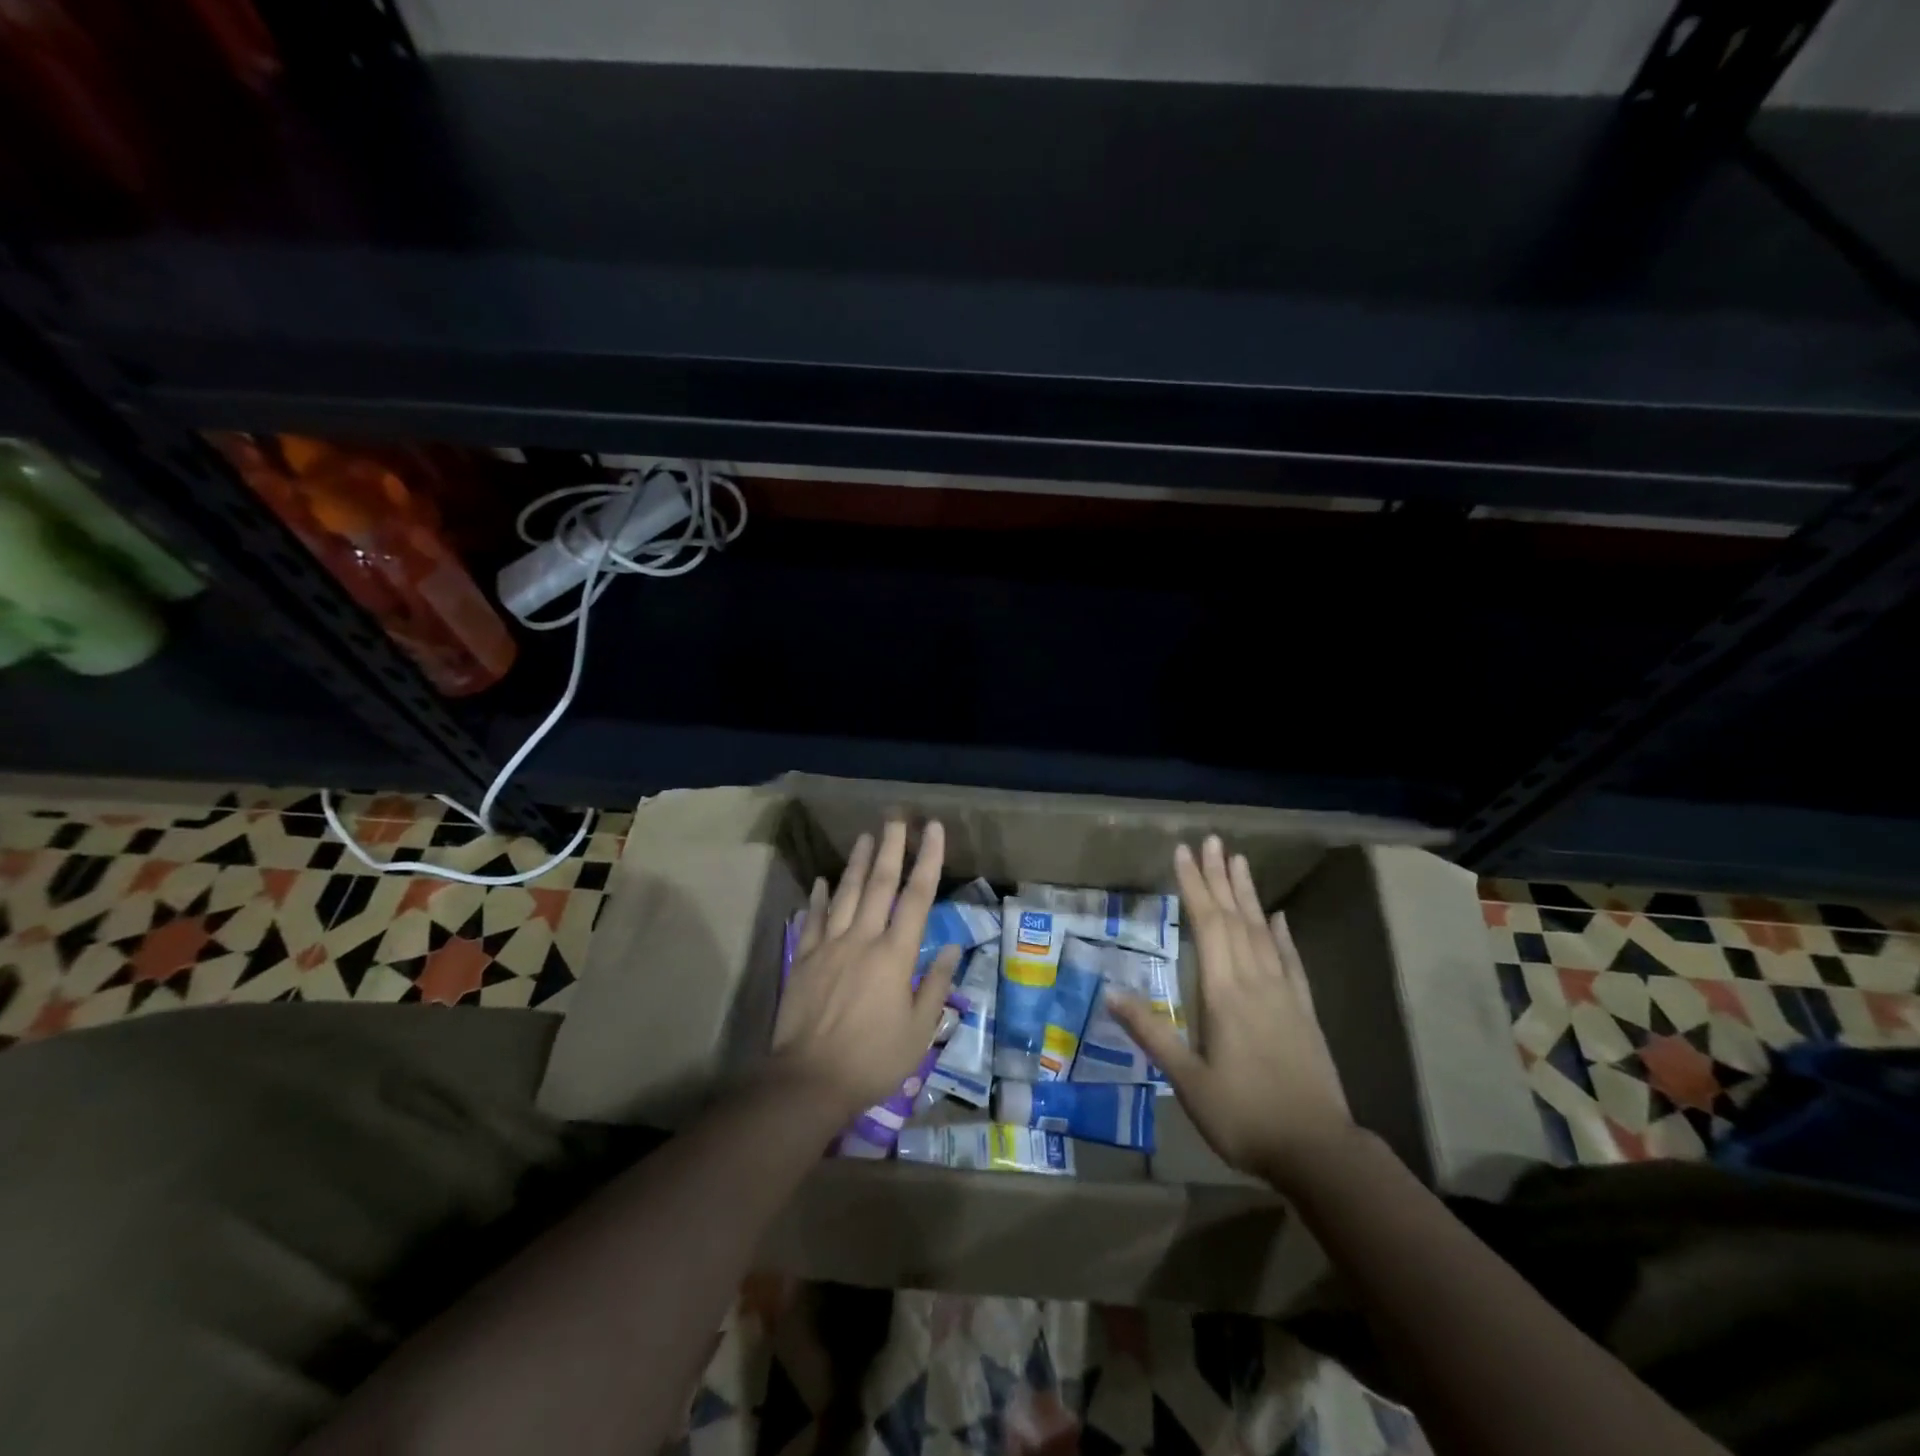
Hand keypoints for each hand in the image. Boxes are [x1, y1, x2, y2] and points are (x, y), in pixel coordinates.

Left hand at [767, 820, 960, 1120]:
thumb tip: (952, 949)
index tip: (933, 829)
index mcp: (895, 955)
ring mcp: (830, 946)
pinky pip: (813, 918)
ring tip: (866, 836)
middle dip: (891, 846)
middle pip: (879, 883)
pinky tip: (822, 880)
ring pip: (845, 893)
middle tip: (896, 817)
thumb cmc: (873, 1060)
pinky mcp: (805, 958)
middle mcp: (862, 939)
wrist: (809, 1081)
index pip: (916, 897)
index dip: (927, 859)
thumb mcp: (919, 1031)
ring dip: (858, 862)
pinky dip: (818, 896)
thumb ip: (935, 985)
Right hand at [1108, 836, 1355, 1188]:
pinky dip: (1283, 935)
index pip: (1206, 925)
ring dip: (1248, 894)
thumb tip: (1111, 994)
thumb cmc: (1244, 1116)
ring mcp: (1284, 994)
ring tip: (1239, 861)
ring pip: (1263, 931)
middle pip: (1234, 918)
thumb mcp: (1187, 1080)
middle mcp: (1254, 981)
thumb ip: (1151, 1033)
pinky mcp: (1304, 1011)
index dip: (1194, 886)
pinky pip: (1291, 961)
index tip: (1183, 853)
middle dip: (1219, 877)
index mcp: (1223, 993)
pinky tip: (1279, 917)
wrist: (1318, 1151)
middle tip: (1211, 840)